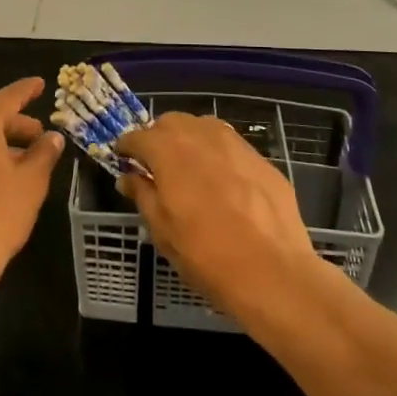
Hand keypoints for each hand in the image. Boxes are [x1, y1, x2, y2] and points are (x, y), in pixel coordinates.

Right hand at [115, 113, 318, 317]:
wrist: (272, 272)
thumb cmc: (205, 254)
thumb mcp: (162, 230)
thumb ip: (142, 195)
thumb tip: (128, 177)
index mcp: (168, 149)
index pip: (137, 136)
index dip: (127, 148)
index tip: (124, 161)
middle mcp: (201, 135)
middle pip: (171, 122)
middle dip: (159, 138)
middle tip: (157, 167)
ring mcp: (236, 144)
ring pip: (204, 127)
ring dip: (190, 140)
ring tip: (191, 170)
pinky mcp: (262, 159)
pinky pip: (231, 146)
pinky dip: (219, 156)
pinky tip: (224, 184)